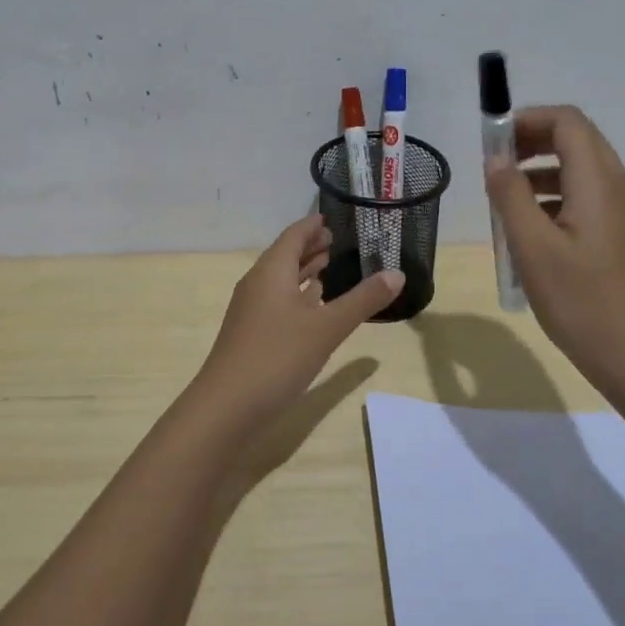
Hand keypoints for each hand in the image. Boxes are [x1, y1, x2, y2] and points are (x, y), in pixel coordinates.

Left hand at [181, 215, 401, 478]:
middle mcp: (258, 285)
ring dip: (303, 272)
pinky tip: (313, 306)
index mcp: (271, 272)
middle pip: (285, 256)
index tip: (331, 218)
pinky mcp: (253, 335)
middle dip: (309, 247)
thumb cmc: (277, 357)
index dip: (311, 225)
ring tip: (329, 266)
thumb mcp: (327, 327)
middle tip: (336, 240)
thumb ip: (362, 300)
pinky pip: (278, 303)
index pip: (293, 236)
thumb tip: (397, 273)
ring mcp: (252, 312)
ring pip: (281, 281)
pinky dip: (297, 297)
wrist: (227, 408)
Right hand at [484, 105, 624, 404]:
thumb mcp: (533, 247)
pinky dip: (553, 199)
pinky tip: (529, 233)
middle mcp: (617, 186)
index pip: (567, 122)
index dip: (527, 120)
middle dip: (531, 144)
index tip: (492, 142)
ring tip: (504, 204)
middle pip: (575, 140)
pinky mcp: (620, 235)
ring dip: (539, 174)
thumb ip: (511, 196)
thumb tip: (496, 160)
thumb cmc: (581, 301)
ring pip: (579, 170)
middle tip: (494, 169)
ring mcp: (623, 212)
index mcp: (599, 182)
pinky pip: (585, 198)